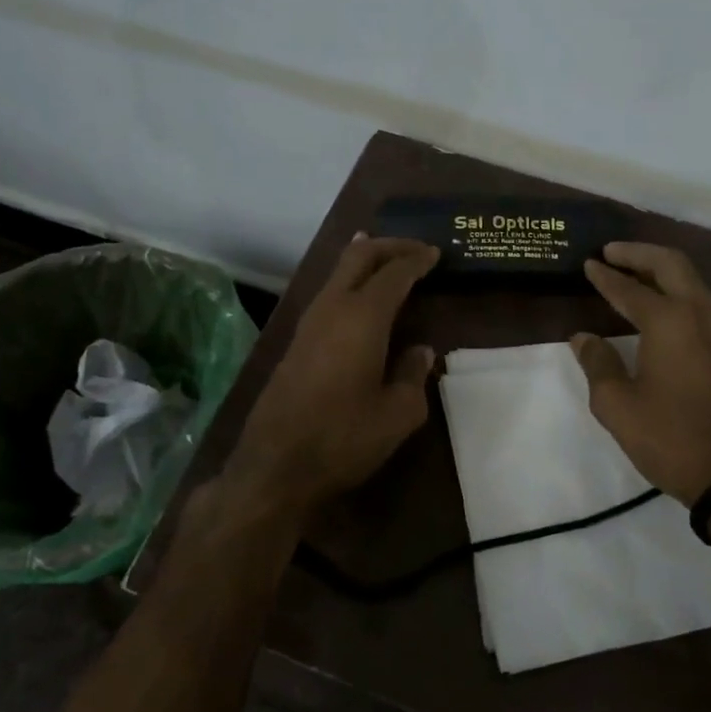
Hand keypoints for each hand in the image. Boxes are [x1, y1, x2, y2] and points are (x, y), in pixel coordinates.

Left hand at [226, 236, 439, 518]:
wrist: (275, 465)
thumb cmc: (344, 437)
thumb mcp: (398, 414)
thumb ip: (413, 375)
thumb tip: (421, 351)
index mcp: (363, 316)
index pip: (394, 273)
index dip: (416, 259)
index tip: (435, 253)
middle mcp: (333, 307)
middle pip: (359, 257)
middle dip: (388, 246)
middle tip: (415, 247)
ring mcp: (309, 322)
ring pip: (338, 272)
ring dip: (364, 259)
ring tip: (385, 256)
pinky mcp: (296, 341)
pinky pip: (329, 292)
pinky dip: (349, 281)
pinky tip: (358, 294)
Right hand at [570, 242, 710, 504]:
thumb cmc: (671, 439)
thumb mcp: (618, 405)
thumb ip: (597, 364)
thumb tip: (584, 338)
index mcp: (670, 321)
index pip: (629, 288)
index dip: (605, 275)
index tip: (588, 263)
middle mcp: (702, 314)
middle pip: (672, 264)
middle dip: (639, 253)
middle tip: (612, 253)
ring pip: (694, 282)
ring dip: (662, 272)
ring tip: (635, 276)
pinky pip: (705, 305)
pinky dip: (680, 294)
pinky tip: (664, 311)